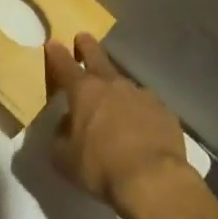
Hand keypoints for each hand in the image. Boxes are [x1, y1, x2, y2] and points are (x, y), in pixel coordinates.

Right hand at [44, 32, 193, 211]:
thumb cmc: (101, 167)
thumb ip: (60, 138)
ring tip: (115, 100)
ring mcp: (141, 94)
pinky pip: (147, 105)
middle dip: (87, 46)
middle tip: (83, 38)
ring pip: (124, 83)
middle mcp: (111, 84)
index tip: (52, 42)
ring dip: (116, 86)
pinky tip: (142, 126)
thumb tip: (65, 127)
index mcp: (83, 91)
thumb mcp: (65, 159)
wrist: (153, 180)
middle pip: (97, 56)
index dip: (56, 53)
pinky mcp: (164, 111)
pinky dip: (140, 110)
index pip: (64, 64)